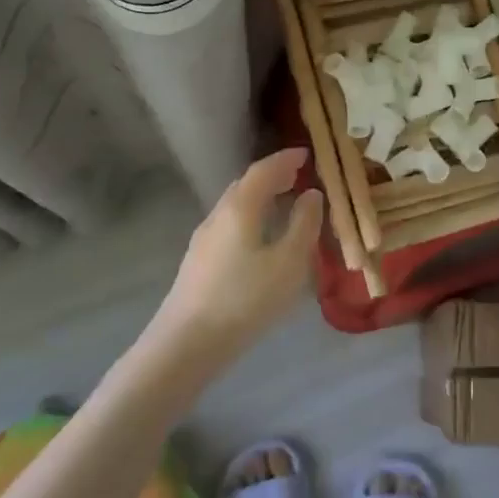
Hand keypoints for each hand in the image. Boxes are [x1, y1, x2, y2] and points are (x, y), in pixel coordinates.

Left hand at [147, 148, 322, 365]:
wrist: (186, 344)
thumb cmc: (245, 299)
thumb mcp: (289, 262)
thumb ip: (304, 224)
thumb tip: (311, 195)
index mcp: (240, 207)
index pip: (263, 170)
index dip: (285, 159)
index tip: (306, 153)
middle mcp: (218, 215)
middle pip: (246, 185)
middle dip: (273, 176)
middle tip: (298, 175)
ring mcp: (204, 239)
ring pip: (235, 205)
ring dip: (261, 197)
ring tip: (284, 203)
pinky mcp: (199, 262)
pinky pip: (230, 224)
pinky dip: (251, 216)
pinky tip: (261, 237)